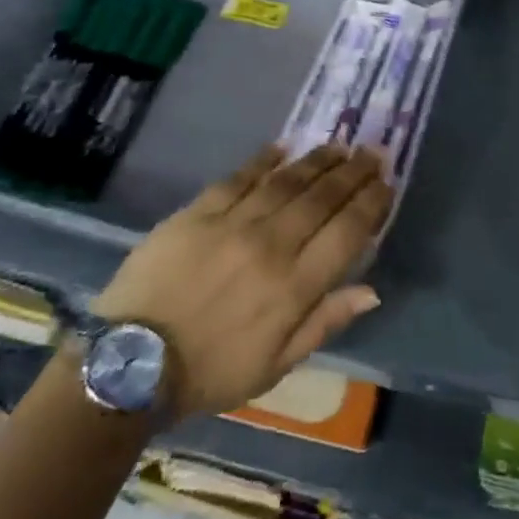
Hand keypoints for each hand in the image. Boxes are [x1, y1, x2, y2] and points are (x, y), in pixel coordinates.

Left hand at [91, 144, 389, 420]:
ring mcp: (233, 223)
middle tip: (372, 152)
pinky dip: (264, 160)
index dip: (371, 204)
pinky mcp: (199, 211)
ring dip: (318, 161)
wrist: (132, 362)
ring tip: (339, 146)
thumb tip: (371, 290)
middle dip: (353, 173)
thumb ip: (324, 322)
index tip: (387, 184)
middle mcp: (271, 245)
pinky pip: (240, 177)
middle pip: (322, 199)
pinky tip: (283, 147)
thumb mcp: (275, 366)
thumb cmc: (211, 372)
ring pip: (287, 181)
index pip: (347, 233)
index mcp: (293, 287)